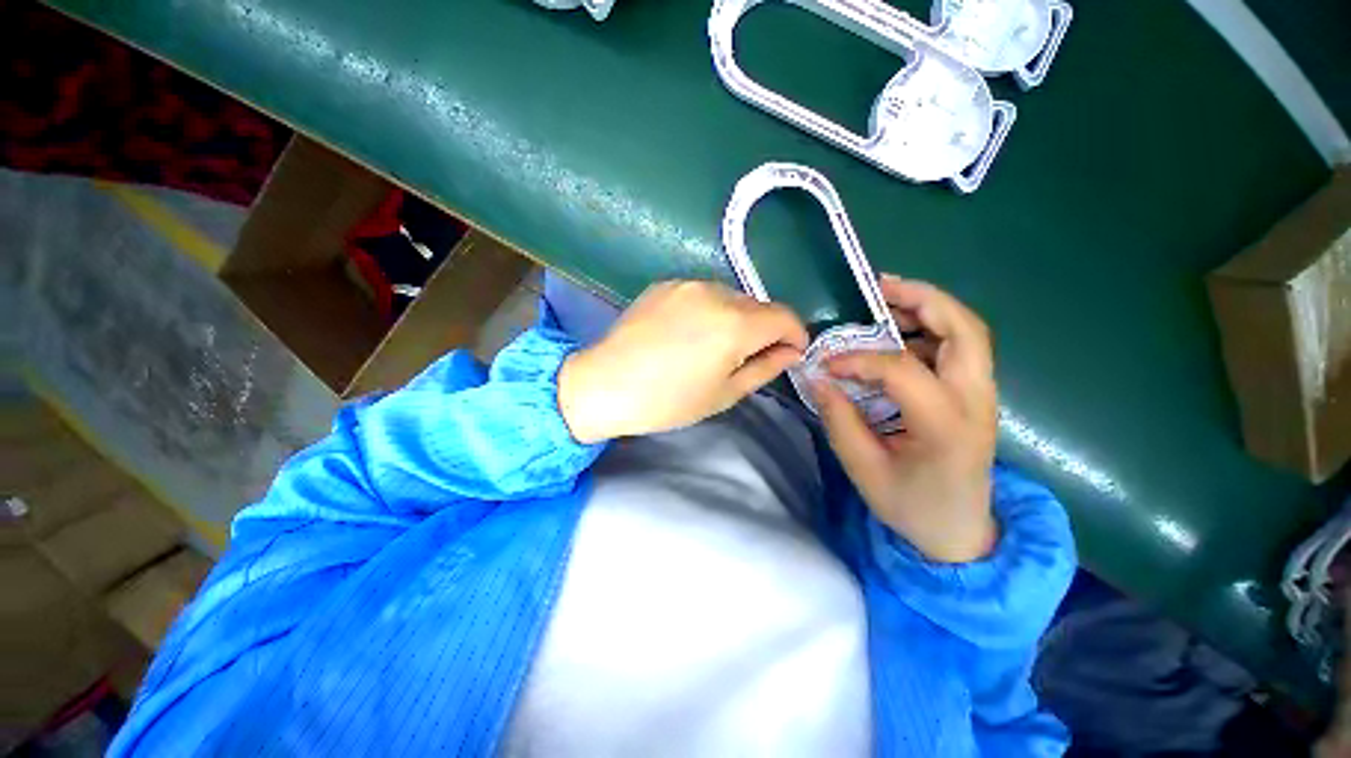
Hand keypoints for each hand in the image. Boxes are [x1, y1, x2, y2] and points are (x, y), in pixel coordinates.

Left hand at [558, 280, 807, 443]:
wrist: (605, 384)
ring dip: (736, 318)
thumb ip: (765, 368)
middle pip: (758, 306)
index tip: (790, 354)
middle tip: (747, 357)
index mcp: (735, 323)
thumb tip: (791, 352)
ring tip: (713, 346)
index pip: (785, 316)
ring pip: (731, 297)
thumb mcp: (725, 393)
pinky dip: (709, 310)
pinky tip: (688, 333)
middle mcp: (716, 293)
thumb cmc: (668, 400)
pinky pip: (703, 294)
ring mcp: (687, 283)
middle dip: (764, 329)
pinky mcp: (666, 284)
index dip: (795, 335)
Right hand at [813, 275, 998, 563]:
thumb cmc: (912, 507)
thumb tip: (818, 377)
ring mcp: (983, 396)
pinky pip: (959, 347)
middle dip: (922, 299)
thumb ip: (840, 419)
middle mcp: (976, 401)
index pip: (904, 369)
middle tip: (879, 289)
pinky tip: (898, 336)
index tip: (826, 364)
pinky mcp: (976, 395)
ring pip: (968, 332)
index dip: (859, 359)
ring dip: (928, 309)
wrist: (960, 533)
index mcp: (947, 426)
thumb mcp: (865, 470)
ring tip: (884, 304)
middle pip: (965, 329)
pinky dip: (931, 329)